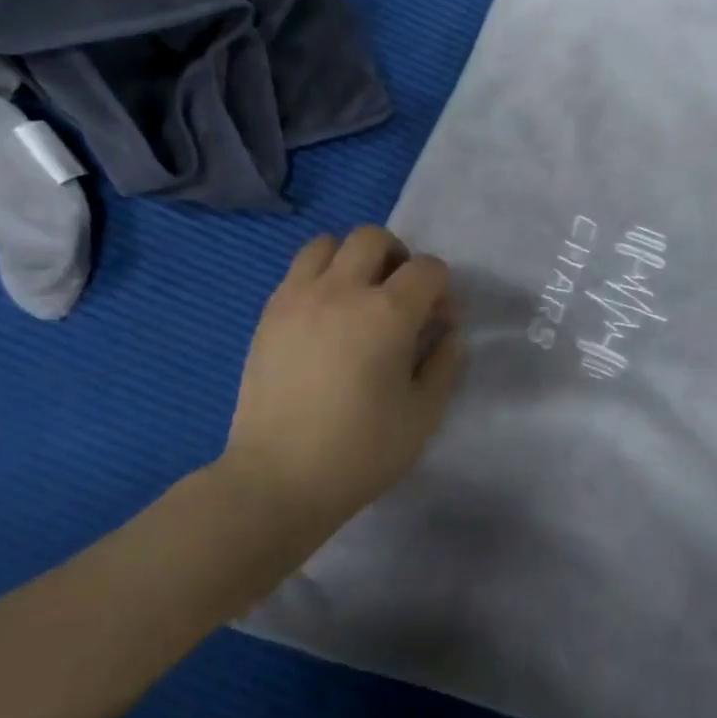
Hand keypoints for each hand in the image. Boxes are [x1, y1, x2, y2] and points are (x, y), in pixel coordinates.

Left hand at [220, 226, 462, 534]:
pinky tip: (325, 319)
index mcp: (388, 312)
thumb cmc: (361, 451)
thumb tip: (447, 333)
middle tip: (399, 298)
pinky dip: (319, 278)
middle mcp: (342, 290)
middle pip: (374, 238)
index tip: (439, 322)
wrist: (278, 479)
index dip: (442, 290)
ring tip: (357, 298)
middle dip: (398, 258)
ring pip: (328, 243)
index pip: (428, 268)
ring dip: (352, 259)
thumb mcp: (423, 414)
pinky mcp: (269, 314)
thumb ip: (444, 363)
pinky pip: (298, 271)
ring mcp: (298, 297)